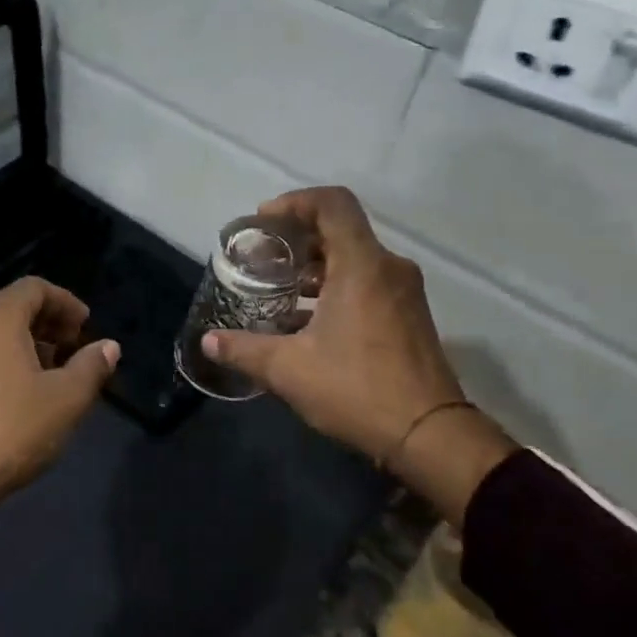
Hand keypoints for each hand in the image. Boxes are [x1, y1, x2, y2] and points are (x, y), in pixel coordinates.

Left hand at [0, 277, 118, 581]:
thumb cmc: (11, 430)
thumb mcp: (66, 399)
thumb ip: (91, 366)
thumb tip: (108, 346)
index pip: (35, 288)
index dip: (66, 303)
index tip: (86, 327)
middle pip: (12, 308)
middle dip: (48, 325)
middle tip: (75, 350)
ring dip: (27, 346)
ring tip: (53, 376)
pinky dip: (3, 362)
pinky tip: (20, 396)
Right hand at [204, 187, 515, 522]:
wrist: (428, 434)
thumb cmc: (356, 389)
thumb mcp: (289, 369)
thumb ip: (244, 349)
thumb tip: (208, 341)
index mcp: (362, 265)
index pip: (332, 204)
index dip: (294, 203)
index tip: (263, 222)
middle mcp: (388, 268)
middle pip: (341, 230)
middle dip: (298, 239)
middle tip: (262, 259)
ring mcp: (404, 293)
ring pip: (355, 259)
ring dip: (316, 267)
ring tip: (280, 289)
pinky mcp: (409, 316)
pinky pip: (368, 283)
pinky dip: (336, 288)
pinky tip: (308, 320)